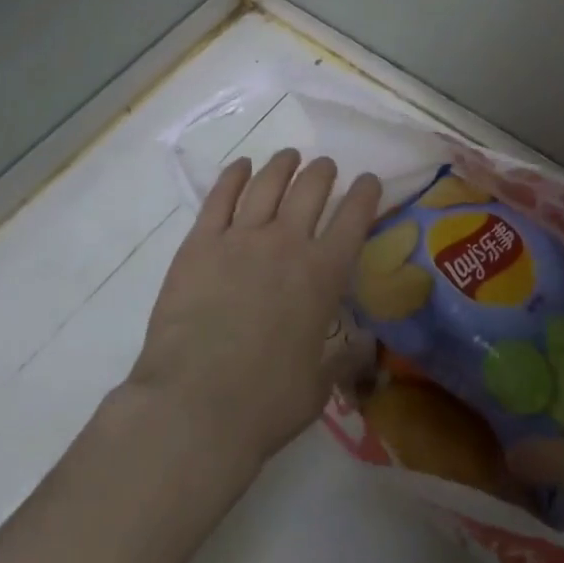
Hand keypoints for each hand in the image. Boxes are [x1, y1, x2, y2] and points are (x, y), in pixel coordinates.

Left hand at [128, 149, 381, 474]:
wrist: (195, 405)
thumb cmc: (266, 402)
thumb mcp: (319, 386)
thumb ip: (344, 358)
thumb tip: (365, 346)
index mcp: (324, 274)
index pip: (354, 218)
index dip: (365, 193)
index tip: (369, 180)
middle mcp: (287, 243)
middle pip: (311, 189)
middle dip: (323, 172)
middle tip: (326, 167)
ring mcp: (240, 238)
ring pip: (268, 183)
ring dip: (283, 165)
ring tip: (289, 157)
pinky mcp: (199, 244)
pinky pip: (220, 197)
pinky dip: (234, 176)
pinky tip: (241, 167)